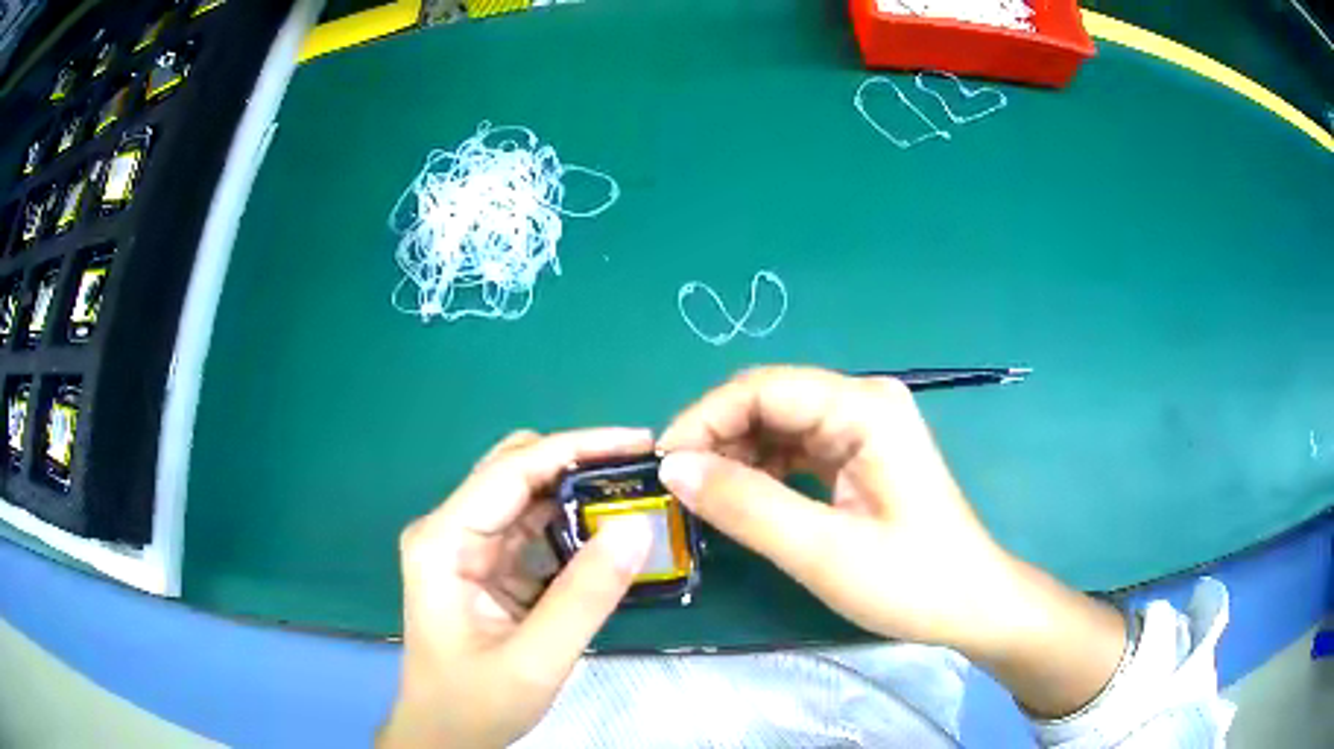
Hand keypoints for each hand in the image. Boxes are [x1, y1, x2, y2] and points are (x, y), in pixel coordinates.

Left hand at [379, 428, 654, 748]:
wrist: (444, 736)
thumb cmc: (475, 704)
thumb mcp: (536, 660)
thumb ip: (585, 597)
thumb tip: (637, 528)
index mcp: (444, 541)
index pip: (512, 470)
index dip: (578, 448)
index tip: (641, 443)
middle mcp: (450, 530)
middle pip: (517, 470)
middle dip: (581, 464)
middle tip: (643, 475)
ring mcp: (466, 547)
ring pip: (527, 495)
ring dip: (580, 494)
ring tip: (637, 498)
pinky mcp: (484, 566)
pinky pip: (532, 529)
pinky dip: (572, 526)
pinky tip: (608, 537)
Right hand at [658, 366, 1126, 717]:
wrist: (970, 604)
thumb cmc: (910, 581)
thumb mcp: (822, 551)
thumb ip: (746, 505)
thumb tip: (673, 467)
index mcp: (864, 407)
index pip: (762, 388)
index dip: (704, 420)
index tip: (663, 467)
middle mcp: (863, 401)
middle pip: (768, 400)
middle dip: (717, 438)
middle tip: (678, 489)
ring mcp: (863, 426)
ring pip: (777, 424)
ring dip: (736, 456)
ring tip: (705, 499)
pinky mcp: (859, 453)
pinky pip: (795, 447)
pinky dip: (761, 470)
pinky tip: (743, 499)